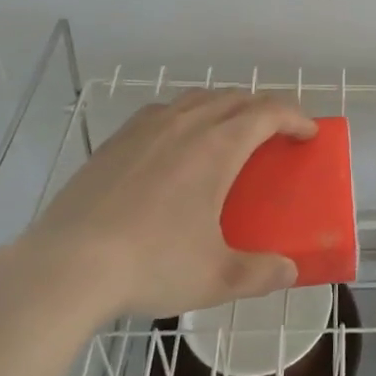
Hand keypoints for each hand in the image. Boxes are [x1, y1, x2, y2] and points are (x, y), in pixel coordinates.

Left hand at [23, 89, 313, 320]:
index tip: (308, 133)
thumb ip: (259, 273)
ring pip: (199, 98)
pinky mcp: (117, 139)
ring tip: (230, 131)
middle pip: (236, 98)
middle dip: (264, 109)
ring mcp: (148, 127)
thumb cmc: (151, 264)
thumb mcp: (214, 277)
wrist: (67, 265)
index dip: (295, 117)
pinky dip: (186, 114)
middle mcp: (187, 123)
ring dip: (225, 106)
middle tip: (276, 133)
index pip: (268, 112)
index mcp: (218, 146)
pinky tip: (177, 140)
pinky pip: (164, 110)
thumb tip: (289, 271)